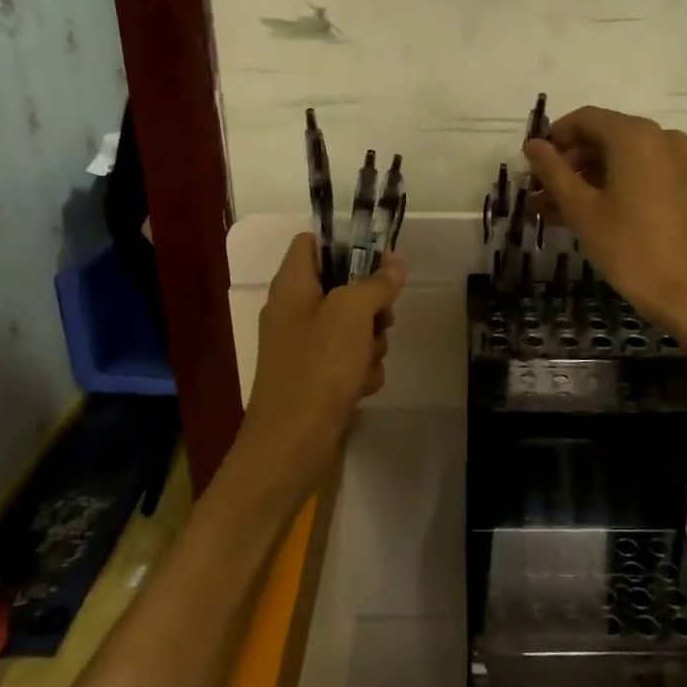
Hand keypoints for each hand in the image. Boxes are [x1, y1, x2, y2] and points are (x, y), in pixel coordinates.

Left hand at [237, 233, 405, 487]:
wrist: (291, 443)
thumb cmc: (318, 367)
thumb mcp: (352, 314)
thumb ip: (376, 284)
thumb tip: (395, 261)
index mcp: (291, 286)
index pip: (311, 243)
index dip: (344, 243)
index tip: (377, 257)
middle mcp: (294, 311)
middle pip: (341, 286)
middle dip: (370, 303)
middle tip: (382, 318)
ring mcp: (304, 347)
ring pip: (352, 326)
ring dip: (371, 341)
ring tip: (367, 360)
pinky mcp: (316, 378)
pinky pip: (349, 360)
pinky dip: (360, 370)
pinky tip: (360, 385)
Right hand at [524, 107, 686, 337]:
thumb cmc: (631, 247)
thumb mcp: (582, 209)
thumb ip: (553, 171)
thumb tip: (532, 145)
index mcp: (634, 135)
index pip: (583, 119)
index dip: (552, 139)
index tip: (530, 166)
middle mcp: (658, 137)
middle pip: (601, 137)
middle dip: (566, 164)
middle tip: (537, 194)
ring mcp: (674, 161)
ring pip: (617, 159)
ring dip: (583, 180)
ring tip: (550, 211)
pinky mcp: (681, 185)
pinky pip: (636, 174)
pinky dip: (608, 187)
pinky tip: (581, 215)